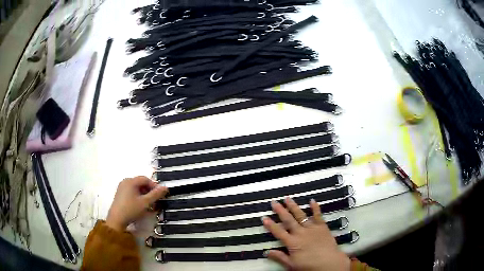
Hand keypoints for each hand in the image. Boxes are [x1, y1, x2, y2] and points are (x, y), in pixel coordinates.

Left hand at [106, 176, 167, 231]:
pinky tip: (141, 205)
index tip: (160, 195)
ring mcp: (121, 188)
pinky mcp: (120, 194)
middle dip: (149, 191)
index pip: (145, 179)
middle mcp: (125, 182)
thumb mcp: (145, 203)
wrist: (117, 220)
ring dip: (144, 194)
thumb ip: (156, 194)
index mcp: (131, 181)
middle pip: (141, 183)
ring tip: (149, 204)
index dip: (154, 185)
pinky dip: (138, 196)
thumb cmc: (131, 209)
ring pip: (136, 188)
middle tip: (155, 200)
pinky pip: (132, 192)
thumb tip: (165, 187)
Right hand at [262, 197, 349, 270]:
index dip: (271, 225)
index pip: (278, 232)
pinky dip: (315, 208)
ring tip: (288, 199)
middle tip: (274, 202)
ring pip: (300, 215)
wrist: (329, 262)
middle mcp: (300, 233)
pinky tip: (312, 201)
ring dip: (293, 207)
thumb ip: (280, 257)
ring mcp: (312, 228)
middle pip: (288, 220)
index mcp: (292, 243)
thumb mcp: (291, 265)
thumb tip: (267, 252)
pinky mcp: (322, 227)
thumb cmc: (310, 266)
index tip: (264, 217)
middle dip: (280, 211)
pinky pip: (318, 215)